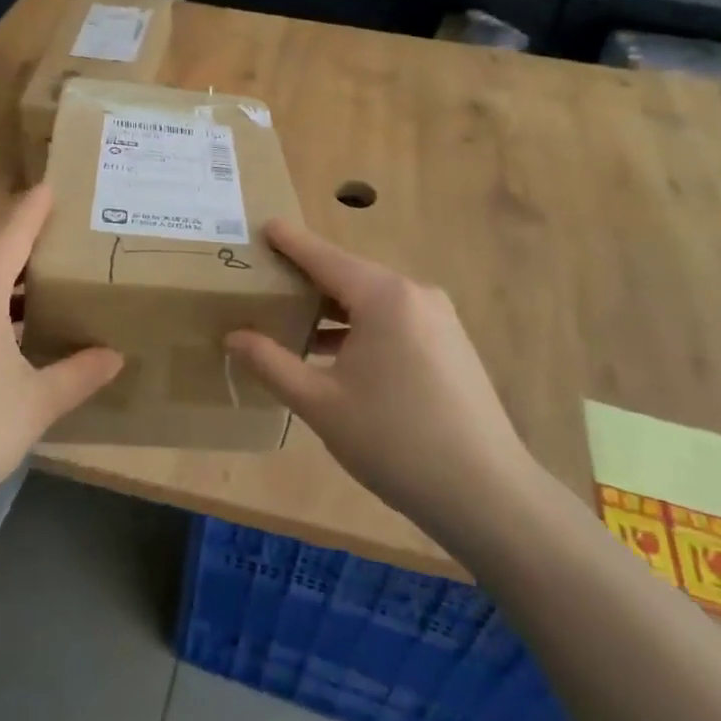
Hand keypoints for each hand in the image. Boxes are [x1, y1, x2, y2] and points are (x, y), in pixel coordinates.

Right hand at [226, 221, 537, 542]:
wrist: (486, 494)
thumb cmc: (394, 441)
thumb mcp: (321, 403)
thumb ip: (272, 364)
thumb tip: (233, 337)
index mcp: (383, 297)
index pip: (324, 257)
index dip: (291, 242)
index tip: (264, 226)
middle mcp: (414, 295)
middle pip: (349, 275)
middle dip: (308, 278)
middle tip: (266, 281)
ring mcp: (439, 319)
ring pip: (372, 300)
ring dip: (333, 307)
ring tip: (292, 321)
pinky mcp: (450, 344)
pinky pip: (394, 319)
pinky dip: (360, 326)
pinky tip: (336, 354)